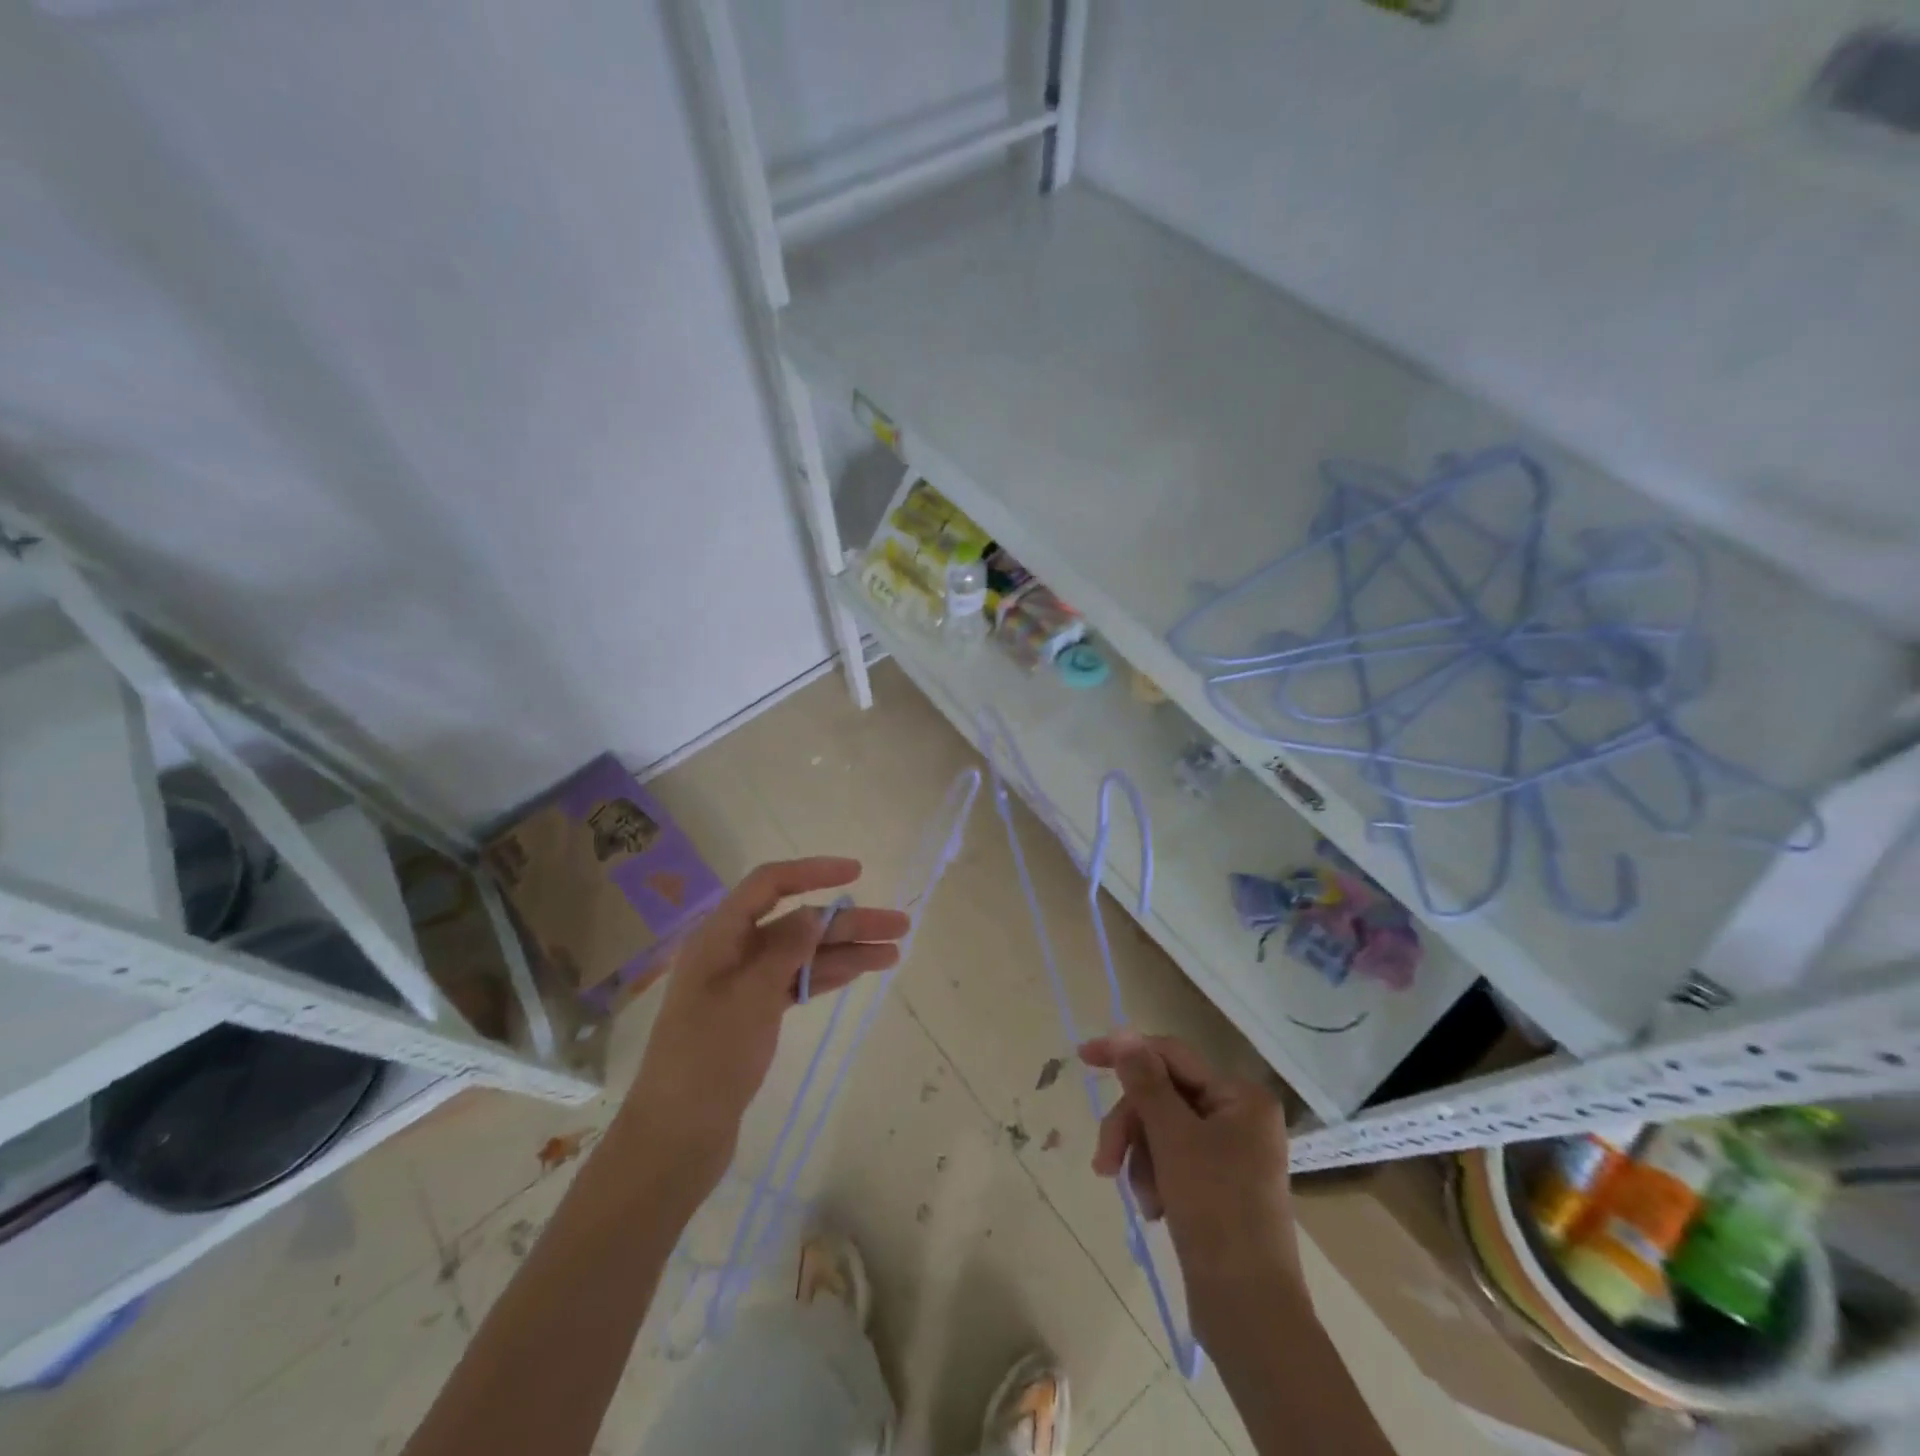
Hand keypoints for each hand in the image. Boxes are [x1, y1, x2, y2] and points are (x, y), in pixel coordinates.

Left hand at [622, 857, 909, 1203]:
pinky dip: (826, 976)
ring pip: (802, 955)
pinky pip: (796, 983)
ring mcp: (744, 985)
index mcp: (719, 938)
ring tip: (893, 953)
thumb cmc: (706, 1061)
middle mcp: (732, 953)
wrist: (676, 1139)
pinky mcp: (754, 1016)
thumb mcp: (748, 999)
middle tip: (898, 927)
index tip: (856, 873)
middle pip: (796, 923)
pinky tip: (858, 972)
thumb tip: (816, 914)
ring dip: (845, 952)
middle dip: (846, 922)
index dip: (812, 872)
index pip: (768, 885)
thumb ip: (784, 951)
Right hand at [1079, 1033, 1299, 1326]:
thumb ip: (1145, 1081)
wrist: (1249, 1312)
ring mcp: (1230, 1152)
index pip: (1171, 1055)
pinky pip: (1171, 1160)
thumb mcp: (1173, 1138)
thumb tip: (1123, 1032)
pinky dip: (1154, 1179)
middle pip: (1162, 1097)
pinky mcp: (1218, 1185)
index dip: (1126, 1053)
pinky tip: (1155, 1210)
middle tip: (1105, 1162)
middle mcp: (1239, 1115)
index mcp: (1240, 1096)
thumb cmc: (1216, 1211)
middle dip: (1131, 1127)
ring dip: (1141, 1159)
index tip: (1082, 1057)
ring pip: (1161, 1130)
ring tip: (1143, 1200)